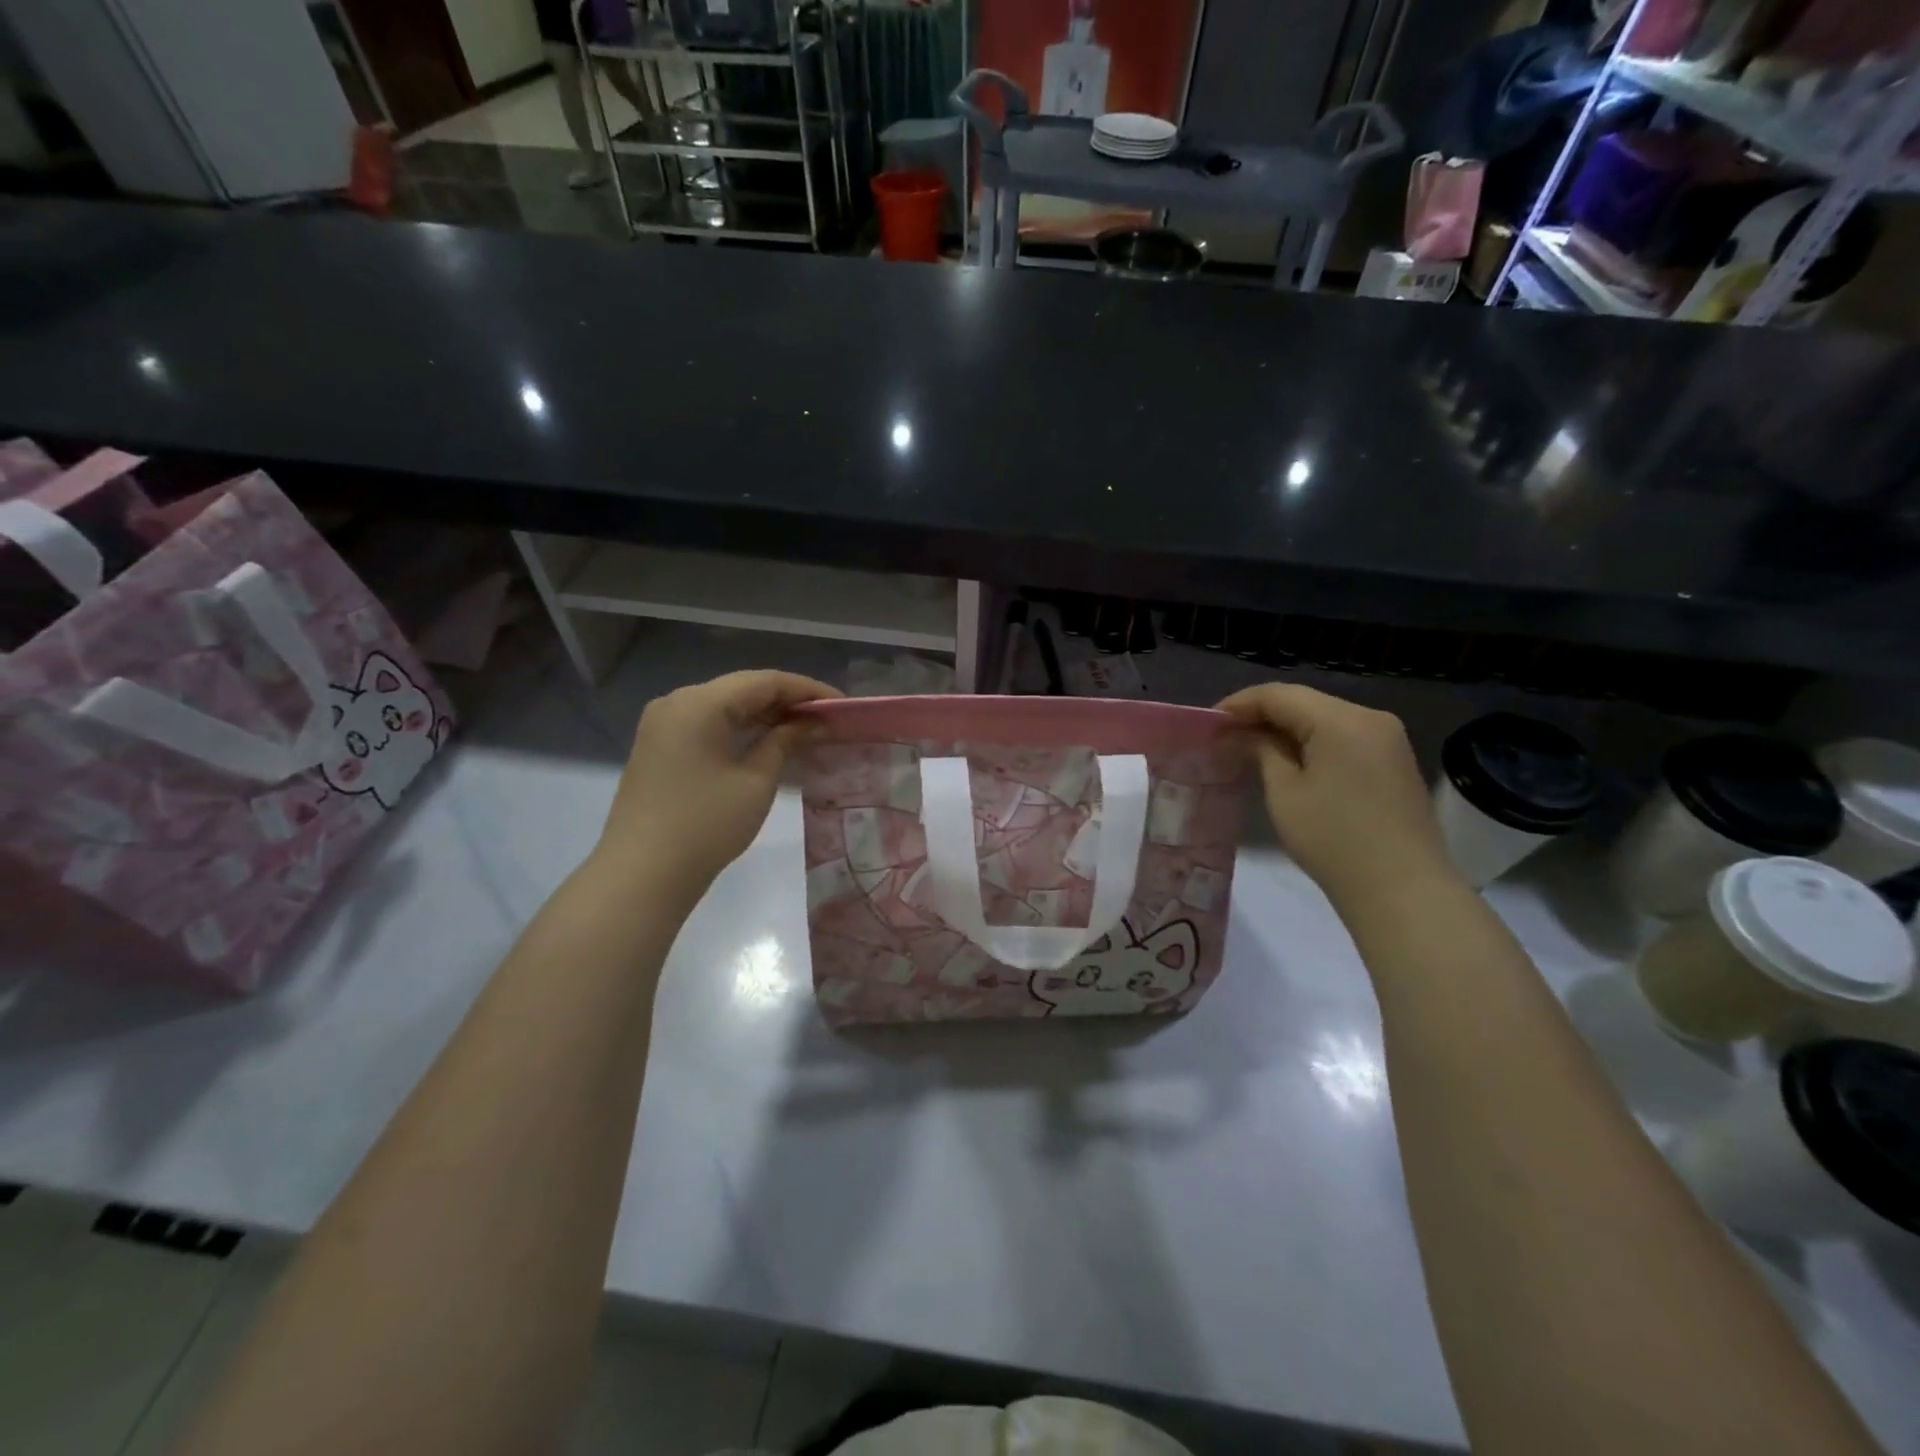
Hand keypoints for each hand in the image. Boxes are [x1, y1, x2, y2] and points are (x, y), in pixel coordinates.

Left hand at [595, 670, 840, 901]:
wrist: (642, 874)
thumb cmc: (706, 825)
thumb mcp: (756, 781)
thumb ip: (785, 741)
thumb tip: (813, 722)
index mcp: (700, 702)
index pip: (765, 681)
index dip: (807, 690)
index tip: (842, 705)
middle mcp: (677, 701)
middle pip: (742, 688)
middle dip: (787, 700)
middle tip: (827, 717)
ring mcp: (663, 723)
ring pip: (724, 704)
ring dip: (764, 713)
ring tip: (804, 728)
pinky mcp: (659, 745)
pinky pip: (707, 722)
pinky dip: (739, 727)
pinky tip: (766, 739)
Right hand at [1216, 683, 1454, 908]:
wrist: (1403, 891)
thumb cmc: (1333, 840)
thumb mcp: (1285, 793)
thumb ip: (1261, 751)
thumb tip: (1242, 734)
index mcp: (1342, 720)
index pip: (1279, 695)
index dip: (1239, 704)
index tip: (1208, 722)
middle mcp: (1370, 718)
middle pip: (1304, 702)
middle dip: (1262, 715)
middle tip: (1225, 736)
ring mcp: (1388, 739)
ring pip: (1324, 718)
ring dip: (1286, 729)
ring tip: (1250, 748)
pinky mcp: (1394, 761)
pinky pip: (1343, 737)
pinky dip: (1312, 742)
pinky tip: (1289, 760)